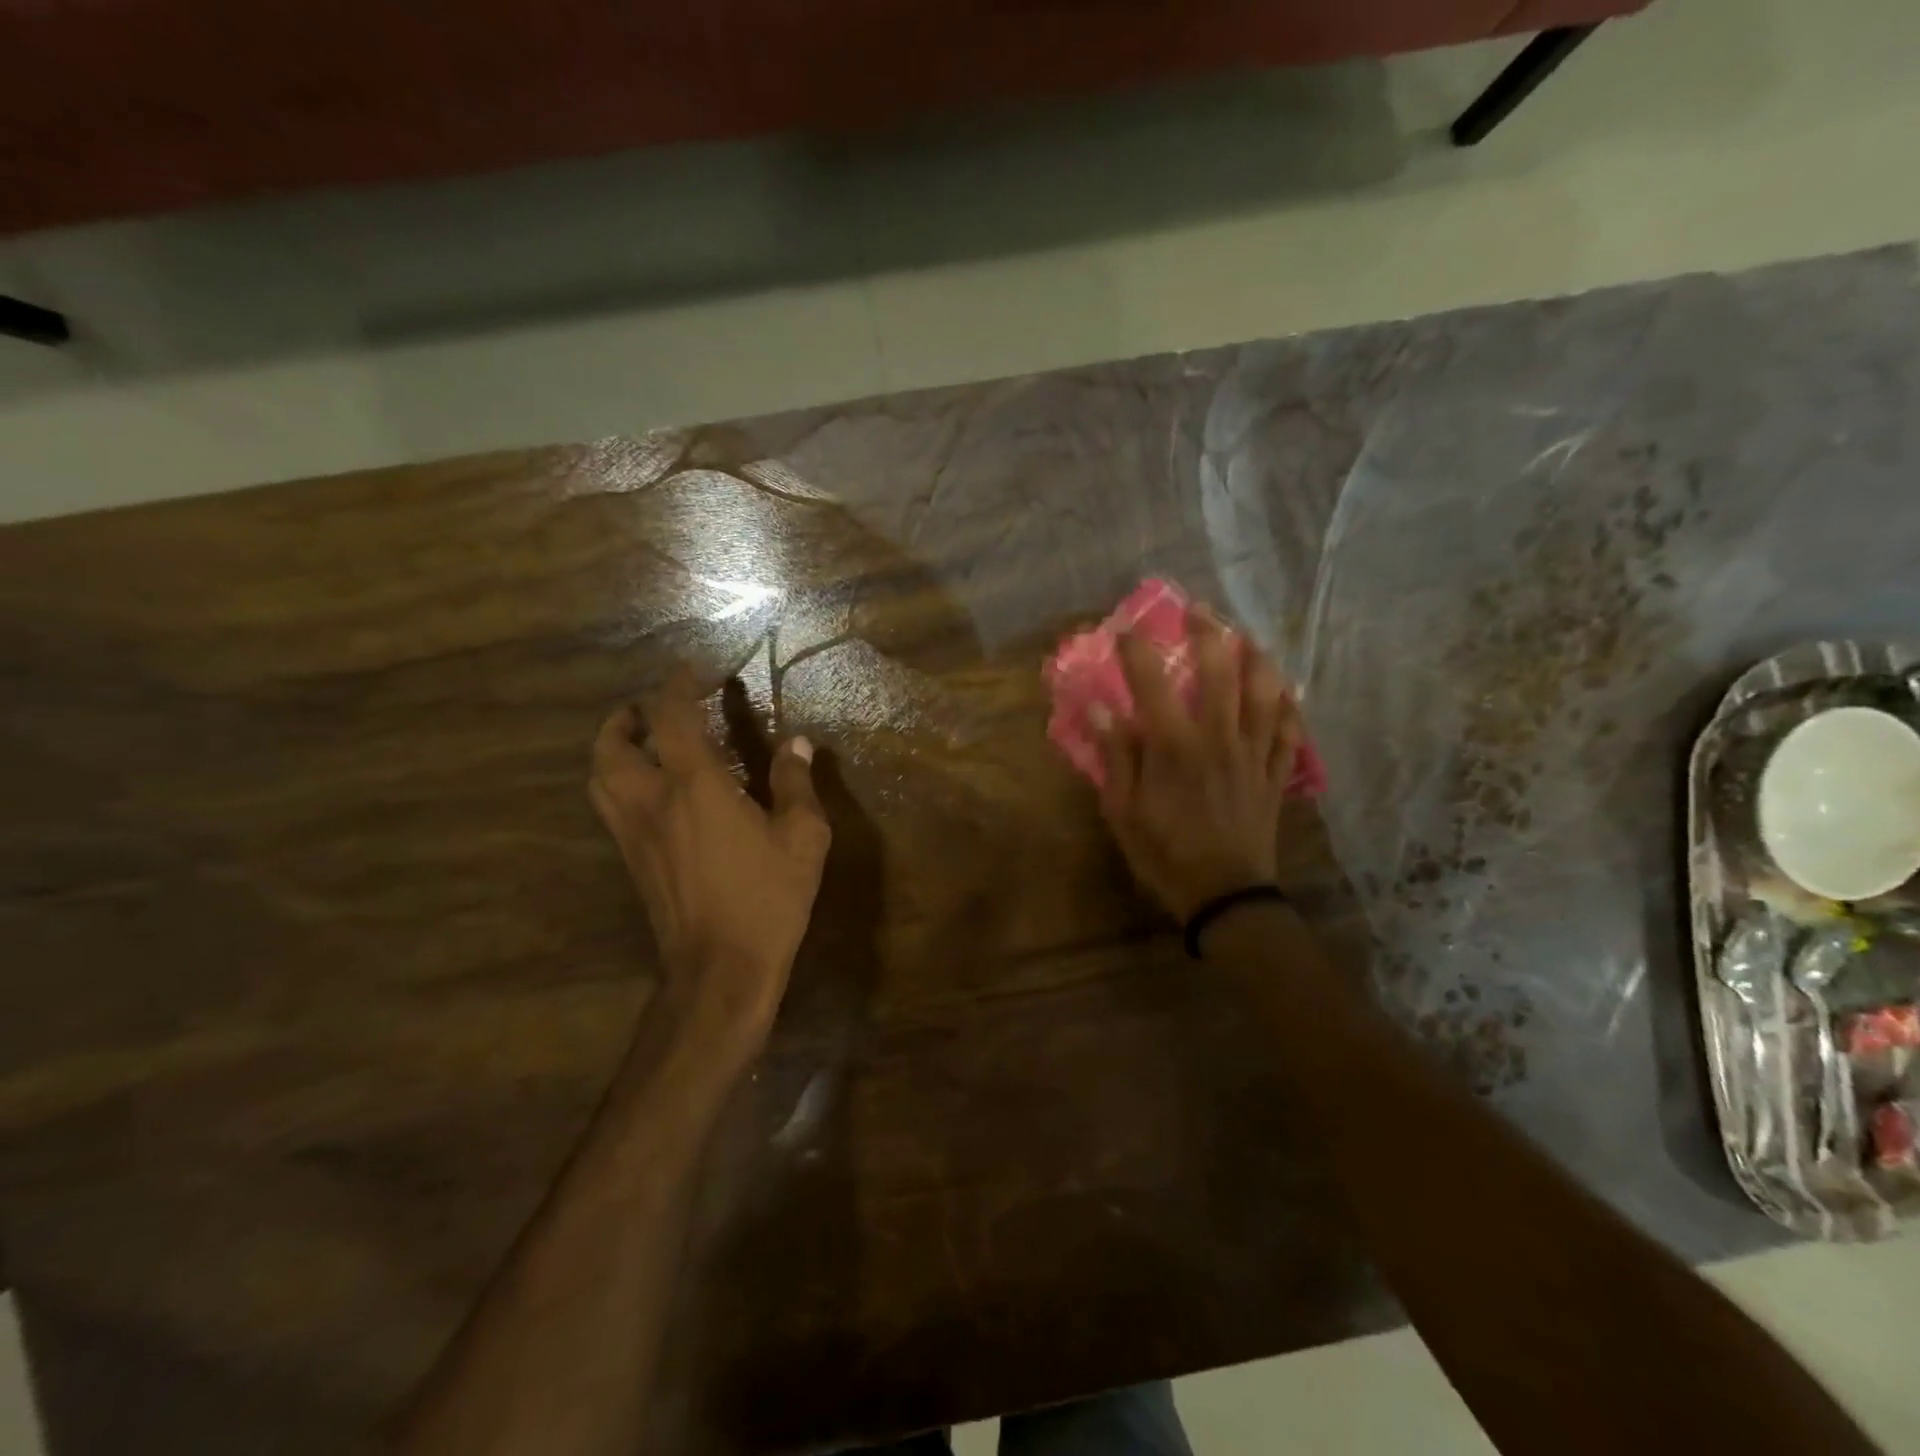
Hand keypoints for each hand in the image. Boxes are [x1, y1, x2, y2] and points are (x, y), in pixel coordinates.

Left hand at [589, 670, 830, 1041]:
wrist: (719, 970)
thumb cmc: (767, 899)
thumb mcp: (802, 839)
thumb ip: (796, 784)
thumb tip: (797, 743)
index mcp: (695, 787)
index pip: (671, 717)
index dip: (677, 686)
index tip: (690, 671)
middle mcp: (652, 801)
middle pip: (612, 744)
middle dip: (625, 717)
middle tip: (649, 709)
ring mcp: (633, 834)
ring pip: (599, 777)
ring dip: (613, 748)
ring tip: (641, 743)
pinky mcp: (630, 862)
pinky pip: (609, 806)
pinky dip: (618, 781)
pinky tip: (650, 792)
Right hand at [1093, 611, 1300, 921]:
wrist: (1225, 896)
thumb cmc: (1165, 855)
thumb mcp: (1123, 813)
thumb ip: (1116, 757)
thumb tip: (1101, 709)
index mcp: (1175, 748)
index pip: (1153, 684)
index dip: (1138, 650)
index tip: (1126, 628)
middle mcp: (1218, 739)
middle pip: (1220, 673)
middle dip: (1208, 634)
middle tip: (1199, 610)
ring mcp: (1253, 754)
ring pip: (1264, 693)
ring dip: (1257, 659)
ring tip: (1248, 637)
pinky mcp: (1274, 774)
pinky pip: (1289, 731)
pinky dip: (1290, 706)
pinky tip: (1287, 690)